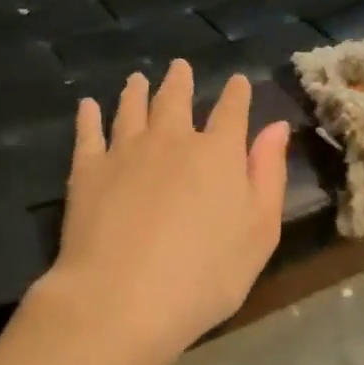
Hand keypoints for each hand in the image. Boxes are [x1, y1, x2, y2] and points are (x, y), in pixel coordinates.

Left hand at [35, 61, 290, 364]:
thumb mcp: (259, 233)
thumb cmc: (204, 276)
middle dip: (181, 80)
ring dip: (136, 90)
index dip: (236, 94)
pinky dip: (89, 115)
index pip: (232, 111)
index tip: (237, 81)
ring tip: (137, 79)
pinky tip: (88, 106)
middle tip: (179, 67)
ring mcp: (125, 150)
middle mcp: (172, 139)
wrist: (122, 297)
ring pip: (132, 107)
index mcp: (218, 153)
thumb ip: (268, 176)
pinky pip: (88, 131)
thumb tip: (276, 128)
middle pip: (176, 98)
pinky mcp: (87, 168)